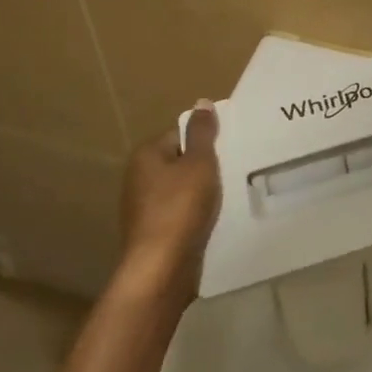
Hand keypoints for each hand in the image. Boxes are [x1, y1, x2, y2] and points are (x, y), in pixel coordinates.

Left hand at [115, 101, 220, 304]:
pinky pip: (180, 213)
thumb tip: (202, 102)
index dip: (205, 140)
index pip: (179, 133)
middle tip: (233, 169)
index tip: (229, 148)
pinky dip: (196, 214)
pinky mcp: (153, 232)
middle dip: (204, 166)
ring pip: (181, 189)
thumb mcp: (199, 163)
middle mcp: (138, 177)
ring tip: (229, 195)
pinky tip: (214, 219)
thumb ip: (202, 133)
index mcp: (146, 155)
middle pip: (180, 161)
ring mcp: (143, 207)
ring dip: (201, 192)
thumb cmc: (180, 207)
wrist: (162, 268)